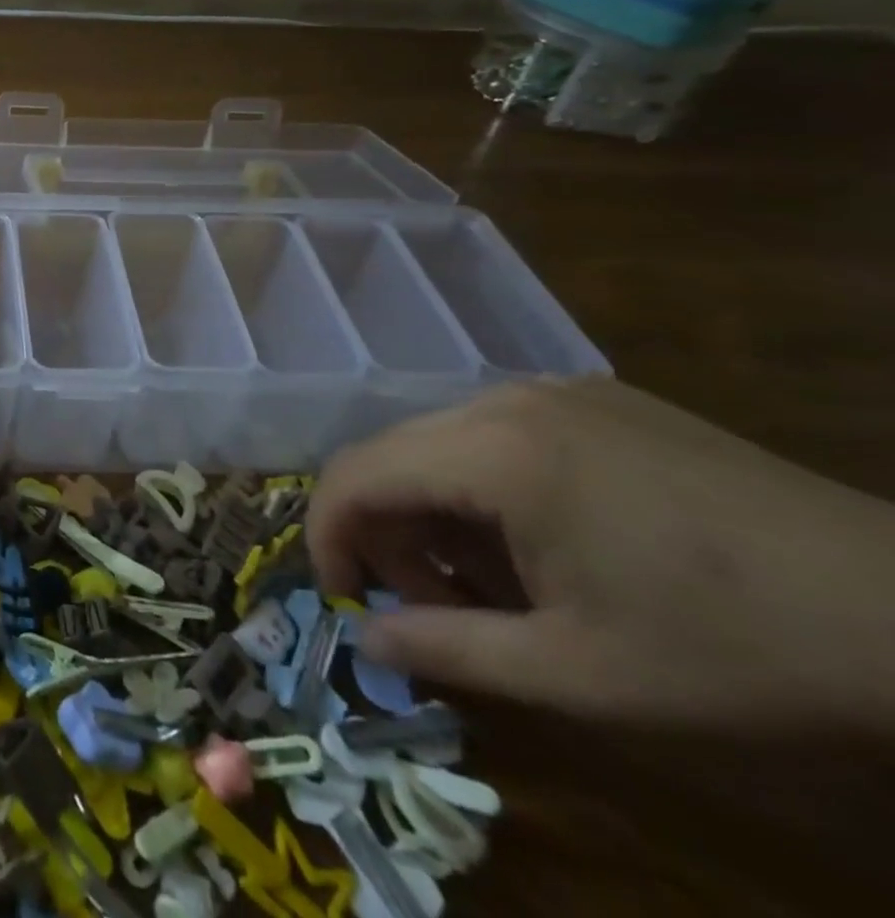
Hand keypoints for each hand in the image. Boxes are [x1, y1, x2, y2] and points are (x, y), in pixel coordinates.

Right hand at [308, 377, 894, 730]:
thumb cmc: (734, 649)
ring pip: (437, 443)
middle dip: (386, 533)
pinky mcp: (592, 399)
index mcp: (492, 451)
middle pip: (390, 454)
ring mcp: (551, 390)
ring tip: (489, 585)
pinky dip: (479, 488)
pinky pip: (492, 434)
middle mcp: (504, 399)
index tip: (342, 598)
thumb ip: (449, 651)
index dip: (328, 536)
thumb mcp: (580, 673)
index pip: (355, 474)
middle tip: (429, 608)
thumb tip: (366, 640)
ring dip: (433, 512)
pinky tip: (537, 544)